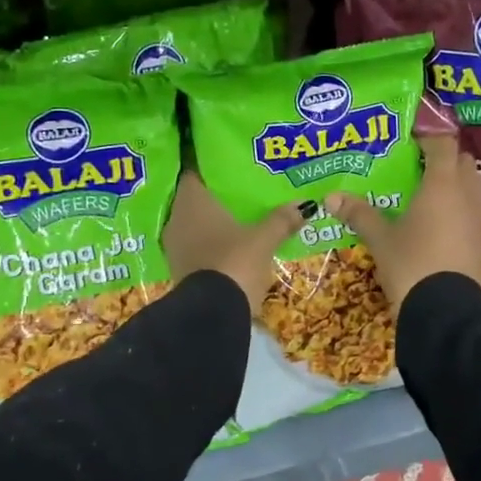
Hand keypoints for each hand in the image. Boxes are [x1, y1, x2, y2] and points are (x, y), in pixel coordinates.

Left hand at [164, 172, 300, 313]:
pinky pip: (196, 246)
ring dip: (214, 222)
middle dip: (217, 197)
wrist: (212, 314)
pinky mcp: (179, 269)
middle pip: (197, 199)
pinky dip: (211, 243)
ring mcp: (175, 246)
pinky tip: (231, 245)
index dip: (213, 169)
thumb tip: (305, 205)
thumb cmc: (234, 263)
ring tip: (240, 217)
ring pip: (195, 225)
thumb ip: (281, 220)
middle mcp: (176, 219)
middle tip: (242, 191)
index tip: (232, 166)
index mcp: (192, 201)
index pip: (197, 173)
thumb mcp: (263, 240)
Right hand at [326, 136, 480, 313]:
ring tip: (429, 190)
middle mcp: (465, 195)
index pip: (442, 144)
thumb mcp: (381, 240)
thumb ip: (359, 214)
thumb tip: (330, 197)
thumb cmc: (412, 264)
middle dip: (444, 158)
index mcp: (442, 184)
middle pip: (463, 161)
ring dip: (457, 181)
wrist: (446, 312)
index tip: (409, 135)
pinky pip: (473, 211)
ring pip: (474, 186)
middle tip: (418, 164)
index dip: (428, 135)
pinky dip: (459, 207)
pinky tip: (437, 220)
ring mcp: (477, 219)